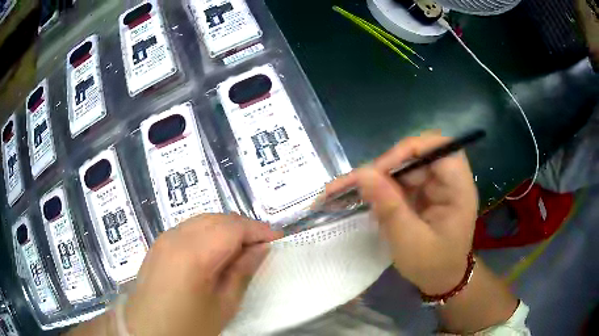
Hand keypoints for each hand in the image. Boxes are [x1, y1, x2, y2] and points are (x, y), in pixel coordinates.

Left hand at [123, 214, 281, 335]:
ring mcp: (164, 237)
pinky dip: (208, 232)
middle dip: (244, 227)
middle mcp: (176, 236)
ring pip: (203, 219)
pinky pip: (189, 227)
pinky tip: (214, 251)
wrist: (148, 329)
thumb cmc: (188, 324)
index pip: (234, 227)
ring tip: (241, 248)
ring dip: (226, 228)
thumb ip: (242, 272)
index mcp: (194, 253)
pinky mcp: (158, 243)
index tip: (277, 240)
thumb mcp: (223, 305)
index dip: (258, 230)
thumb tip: (261, 249)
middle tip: (261, 246)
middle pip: (218, 218)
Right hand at [325, 133, 477, 294]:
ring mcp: (436, 185)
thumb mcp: (409, 241)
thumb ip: (389, 207)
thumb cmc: (432, 265)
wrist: (442, 280)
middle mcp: (449, 180)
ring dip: (380, 176)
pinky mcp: (424, 192)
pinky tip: (366, 197)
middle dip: (388, 165)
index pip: (439, 148)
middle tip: (361, 183)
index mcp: (459, 189)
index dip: (410, 149)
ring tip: (353, 190)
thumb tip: (362, 173)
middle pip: (418, 154)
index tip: (381, 168)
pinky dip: (383, 187)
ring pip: (406, 166)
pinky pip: (402, 180)